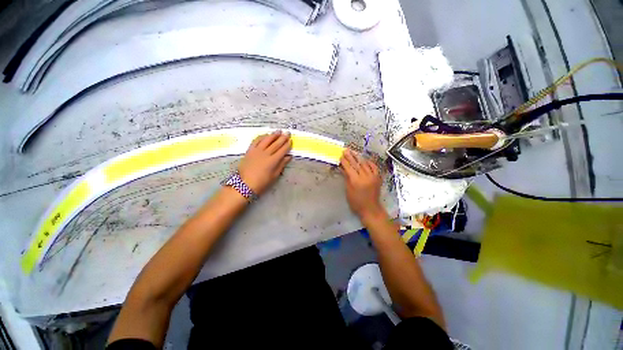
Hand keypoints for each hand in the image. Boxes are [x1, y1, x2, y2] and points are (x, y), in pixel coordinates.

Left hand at [239, 130, 291, 194]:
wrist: (244, 184)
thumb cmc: (261, 183)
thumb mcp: (274, 176)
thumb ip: (281, 165)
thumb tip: (288, 157)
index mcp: (273, 161)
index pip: (282, 150)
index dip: (287, 145)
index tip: (291, 140)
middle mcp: (265, 153)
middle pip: (275, 144)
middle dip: (282, 138)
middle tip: (287, 132)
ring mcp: (256, 151)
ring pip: (266, 140)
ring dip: (273, 135)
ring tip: (278, 131)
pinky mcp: (249, 150)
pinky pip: (256, 141)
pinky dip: (261, 137)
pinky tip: (265, 135)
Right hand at [340, 148, 385, 221]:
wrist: (371, 209)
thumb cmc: (356, 202)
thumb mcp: (348, 191)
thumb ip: (347, 178)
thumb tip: (343, 168)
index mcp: (356, 181)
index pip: (349, 168)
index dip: (344, 161)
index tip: (341, 155)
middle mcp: (365, 177)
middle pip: (357, 164)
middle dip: (350, 157)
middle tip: (346, 150)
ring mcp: (373, 176)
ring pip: (365, 164)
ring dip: (359, 157)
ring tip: (354, 152)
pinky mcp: (378, 178)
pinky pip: (374, 167)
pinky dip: (370, 162)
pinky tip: (366, 159)